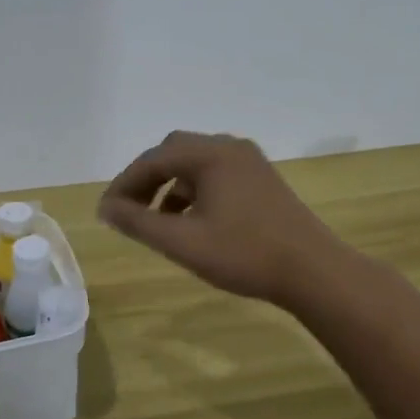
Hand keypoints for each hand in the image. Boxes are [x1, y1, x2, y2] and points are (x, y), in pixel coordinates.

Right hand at [97, 131, 347, 305]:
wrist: (313, 271)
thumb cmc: (244, 254)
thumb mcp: (183, 242)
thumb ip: (138, 222)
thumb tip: (105, 208)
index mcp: (210, 155)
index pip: (152, 160)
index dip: (124, 184)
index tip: (106, 212)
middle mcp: (229, 148)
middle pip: (173, 152)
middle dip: (146, 179)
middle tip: (128, 210)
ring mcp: (250, 162)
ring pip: (195, 163)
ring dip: (170, 185)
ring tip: (157, 220)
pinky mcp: (262, 179)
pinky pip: (216, 174)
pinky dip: (194, 190)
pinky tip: (192, 221)